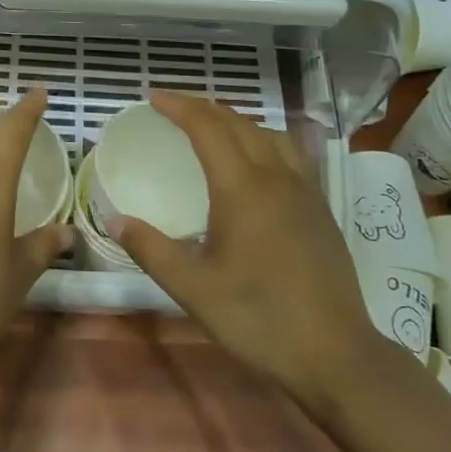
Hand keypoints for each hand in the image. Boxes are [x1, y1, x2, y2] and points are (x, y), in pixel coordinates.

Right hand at [111, 92, 379, 416]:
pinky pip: (289, 153)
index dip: (179, 106)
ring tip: (213, 127)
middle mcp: (276, 177)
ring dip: (236, 120)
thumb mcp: (193, 289)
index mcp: (242, 188)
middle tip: (174, 108)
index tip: (153, 97)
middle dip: (203, 107)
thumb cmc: (258, 318)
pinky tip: (256, 162)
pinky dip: (262, 139)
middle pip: (239, 123)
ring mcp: (305, 190)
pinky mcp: (321, 208)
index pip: (208, 127)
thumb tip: (115, 219)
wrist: (335, 353)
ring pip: (269, 134)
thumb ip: (151, 249)